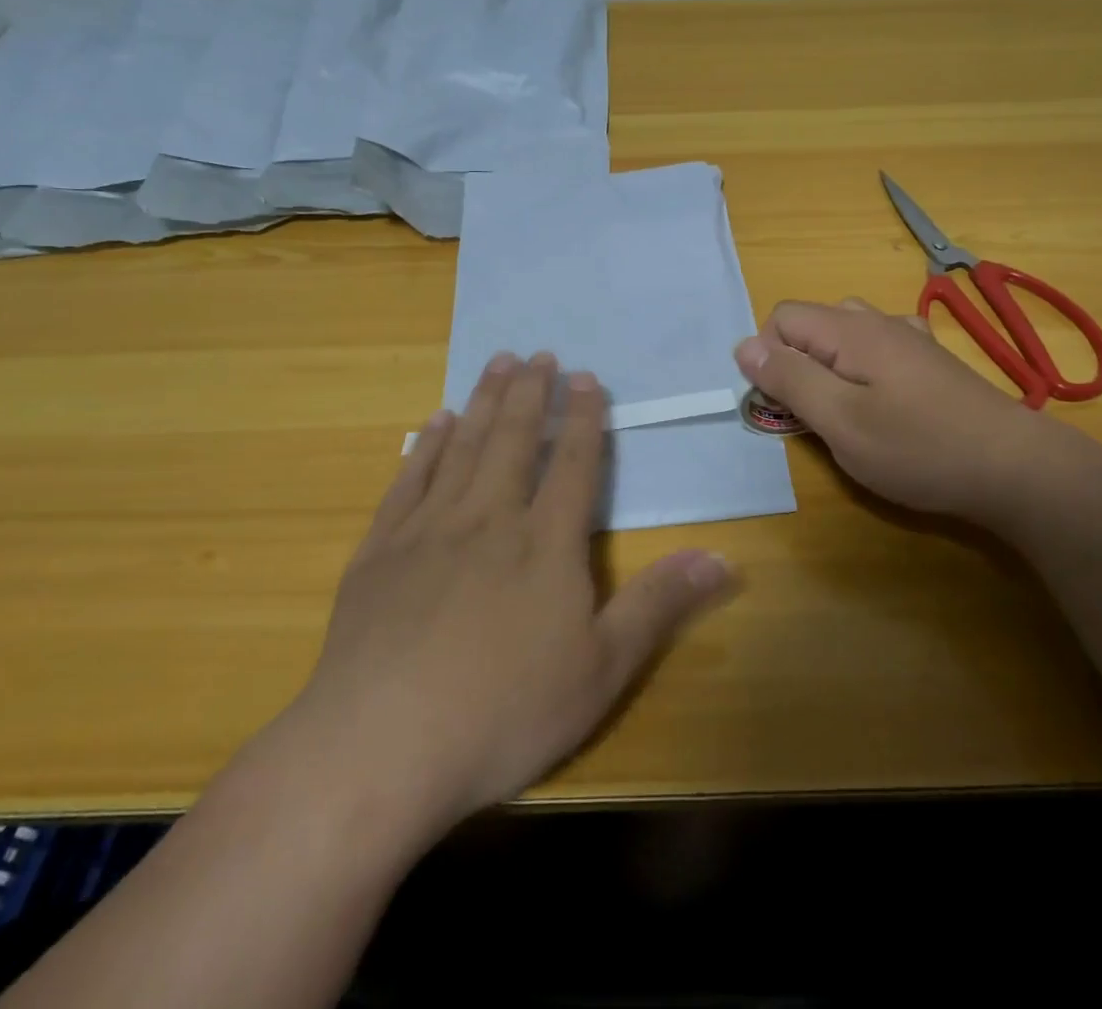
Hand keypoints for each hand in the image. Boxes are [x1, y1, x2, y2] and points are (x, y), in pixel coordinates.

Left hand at [288, 352, 734, 836]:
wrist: (379, 748)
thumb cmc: (503, 713)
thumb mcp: (602, 670)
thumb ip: (660, 605)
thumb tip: (722, 558)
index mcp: (544, 543)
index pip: (572, 464)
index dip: (584, 418)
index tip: (586, 378)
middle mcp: (489, 518)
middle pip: (514, 439)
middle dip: (531, 393)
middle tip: (538, 353)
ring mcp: (429, 529)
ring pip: (463, 445)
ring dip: (485, 400)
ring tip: (498, 363)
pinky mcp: (381, 550)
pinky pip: (410, 478)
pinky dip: (427, 444)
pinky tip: (436, 422)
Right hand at [734, 299, 1065, 525]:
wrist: (1015, 467)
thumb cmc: (918, 448)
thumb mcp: (839, 420)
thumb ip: (789, 379)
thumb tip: (744, 347)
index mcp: (850, 330)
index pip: (782, 317)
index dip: (769, 356)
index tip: (785, 404)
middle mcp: (878, 322)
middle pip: (813, 323)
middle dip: (797, 361)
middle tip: (812, 413)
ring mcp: (910, 339)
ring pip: (846, 336)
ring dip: (829, 367)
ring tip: (844, 411)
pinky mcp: (931, 362)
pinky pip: (879, 349)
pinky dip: (863, 369)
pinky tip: (883, 401)